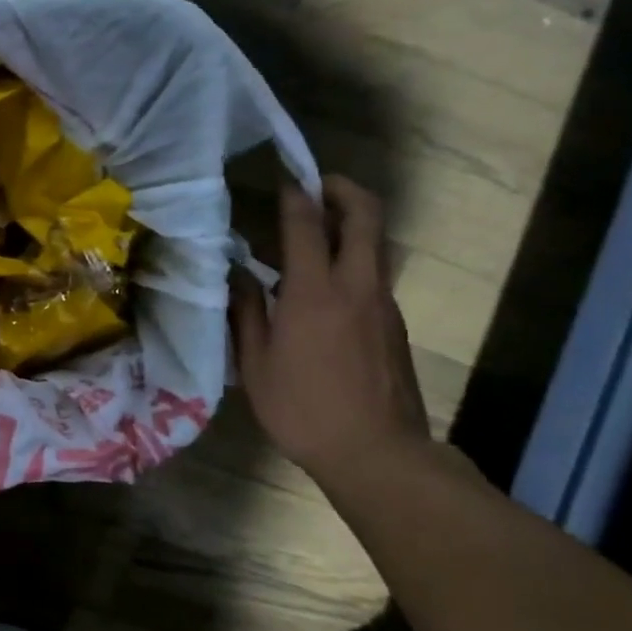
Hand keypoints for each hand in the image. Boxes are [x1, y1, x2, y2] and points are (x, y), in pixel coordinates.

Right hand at [232, 175, 429, 487]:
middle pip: (364, 217)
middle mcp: (356, 286)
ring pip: (374, 246)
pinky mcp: (393, 325)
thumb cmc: (303, 408)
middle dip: (343, 190)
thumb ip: (247, 312)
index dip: (295, 195)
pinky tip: (324, 287)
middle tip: (317, 185)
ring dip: (349, 226)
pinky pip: (372, 276)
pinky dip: (351, 261)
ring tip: (313, 235)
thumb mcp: (257, 364)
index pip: (307, 225)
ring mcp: (382, 304)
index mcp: (314, 293)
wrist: (377, 452)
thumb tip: (238, 276)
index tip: (284, 179)